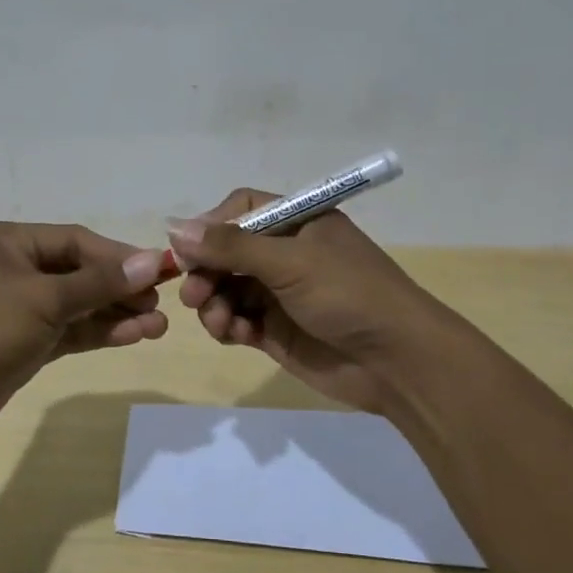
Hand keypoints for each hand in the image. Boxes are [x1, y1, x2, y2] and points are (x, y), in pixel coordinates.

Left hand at [0, 221, 169, 438]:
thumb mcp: (44, 299)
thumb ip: (98, 283)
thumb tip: (151, 262)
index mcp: (9, 242)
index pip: (76, 241)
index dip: (119, 256)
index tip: (158, 272)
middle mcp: (14, 268)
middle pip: (79, 272)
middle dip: (120, 288)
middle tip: (161, 304)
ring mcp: (18, 308)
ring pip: (77, 305)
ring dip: (115, 313)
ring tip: (159, 327)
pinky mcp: (22, 343)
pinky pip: (68, 330)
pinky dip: (97, 332)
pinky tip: (132, 336)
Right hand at [168, 191, 446, 415]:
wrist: (398, 363)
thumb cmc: (349, 295)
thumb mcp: (291, 262)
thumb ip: (231, 246)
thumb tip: (174, 227)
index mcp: (297, 223)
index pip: (241, 209)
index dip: (211, 226)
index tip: (188, 251)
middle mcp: (286, 254)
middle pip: (227, 252)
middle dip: (206, 271)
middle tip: (193, 294)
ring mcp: (280, 293)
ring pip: (226, 288)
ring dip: (213, 302)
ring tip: (220, 321)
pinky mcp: (276, 330)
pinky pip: (237, 320)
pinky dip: (228, 325)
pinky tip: (236, 335)